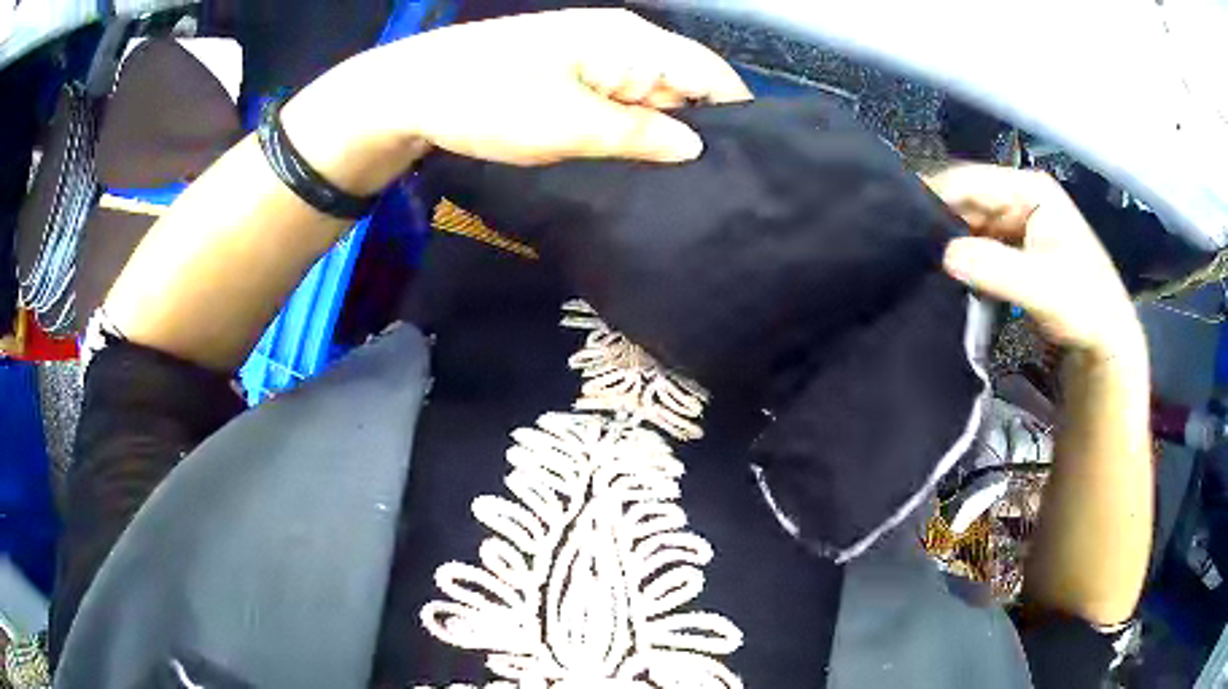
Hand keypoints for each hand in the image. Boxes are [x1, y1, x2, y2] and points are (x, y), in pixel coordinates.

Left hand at [381, 9, 751, 164]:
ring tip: (677, 189)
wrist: (411, 92)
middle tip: (708, 193)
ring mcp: (594, 59)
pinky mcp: (571, 78)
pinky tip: (633, 167)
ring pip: (649, 100)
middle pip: (682, 87)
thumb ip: (640, 134)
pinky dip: (627, 133)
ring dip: (658, 138)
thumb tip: (696, 147)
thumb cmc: (489, 99)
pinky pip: (616, 105)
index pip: (709, 73)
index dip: (735, 117)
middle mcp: (622, 43)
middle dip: (694, 134)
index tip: (746, 168)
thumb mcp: (570, 124)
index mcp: (632, 40)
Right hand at [926, 164, 1144, 358]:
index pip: (971, 180)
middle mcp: (1020, 197)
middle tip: (908, 247)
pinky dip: (963, 257)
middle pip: (968, 199)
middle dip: (940, 221)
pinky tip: (945, 272)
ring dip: (950, 241)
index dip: (936, 196)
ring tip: (919, 260)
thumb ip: (997, 269)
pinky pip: (978, 243)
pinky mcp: (1013, 247)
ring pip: (970, 222)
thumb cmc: (1084, 306)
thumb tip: (946, 255)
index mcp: (1030, 190)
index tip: (902, 222)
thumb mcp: (1043, 288)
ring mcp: (1016, 221)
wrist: (1105, 339)